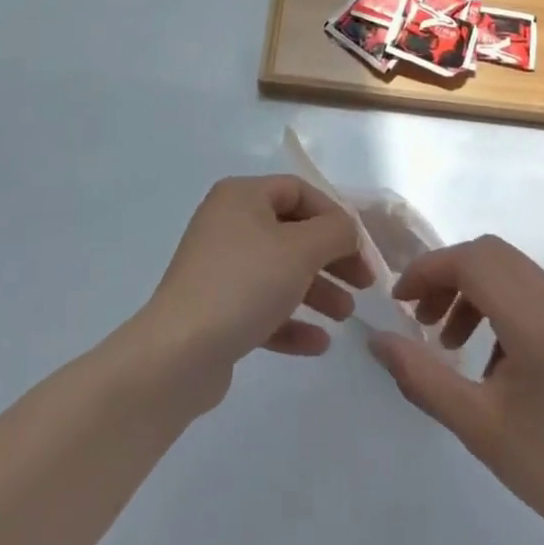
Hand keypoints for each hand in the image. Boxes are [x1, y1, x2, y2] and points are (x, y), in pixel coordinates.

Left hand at [140, 175, 374, 407]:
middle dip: (331, 258)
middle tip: (364, 284)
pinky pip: (262, 307)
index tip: (361, 249)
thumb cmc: (244, 284)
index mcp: (242, 197)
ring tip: (346, 316)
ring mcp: (219, 268)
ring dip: (317, 291)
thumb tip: (347, 229)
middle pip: (292, 232)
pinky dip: (291, 320)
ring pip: (279, 271)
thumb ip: (335, 232)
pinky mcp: (216, 310)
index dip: (335, 216)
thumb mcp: (301, 249)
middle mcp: (228, 224)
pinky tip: (319, 344)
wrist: (179, 353)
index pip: (299, 191)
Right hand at [367, 236, 543, 544]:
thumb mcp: (478, 428)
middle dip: (449, 276)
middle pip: (492, 255)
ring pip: (515, 271)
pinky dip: (506, 305)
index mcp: (540, 322)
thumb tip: (377, 340)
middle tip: (422, 318)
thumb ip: (422, 376)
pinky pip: (539, 293)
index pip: (472, 262)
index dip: (429, 270)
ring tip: (453, 342)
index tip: (401, 300)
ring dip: (476, 290)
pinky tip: (496, 357)